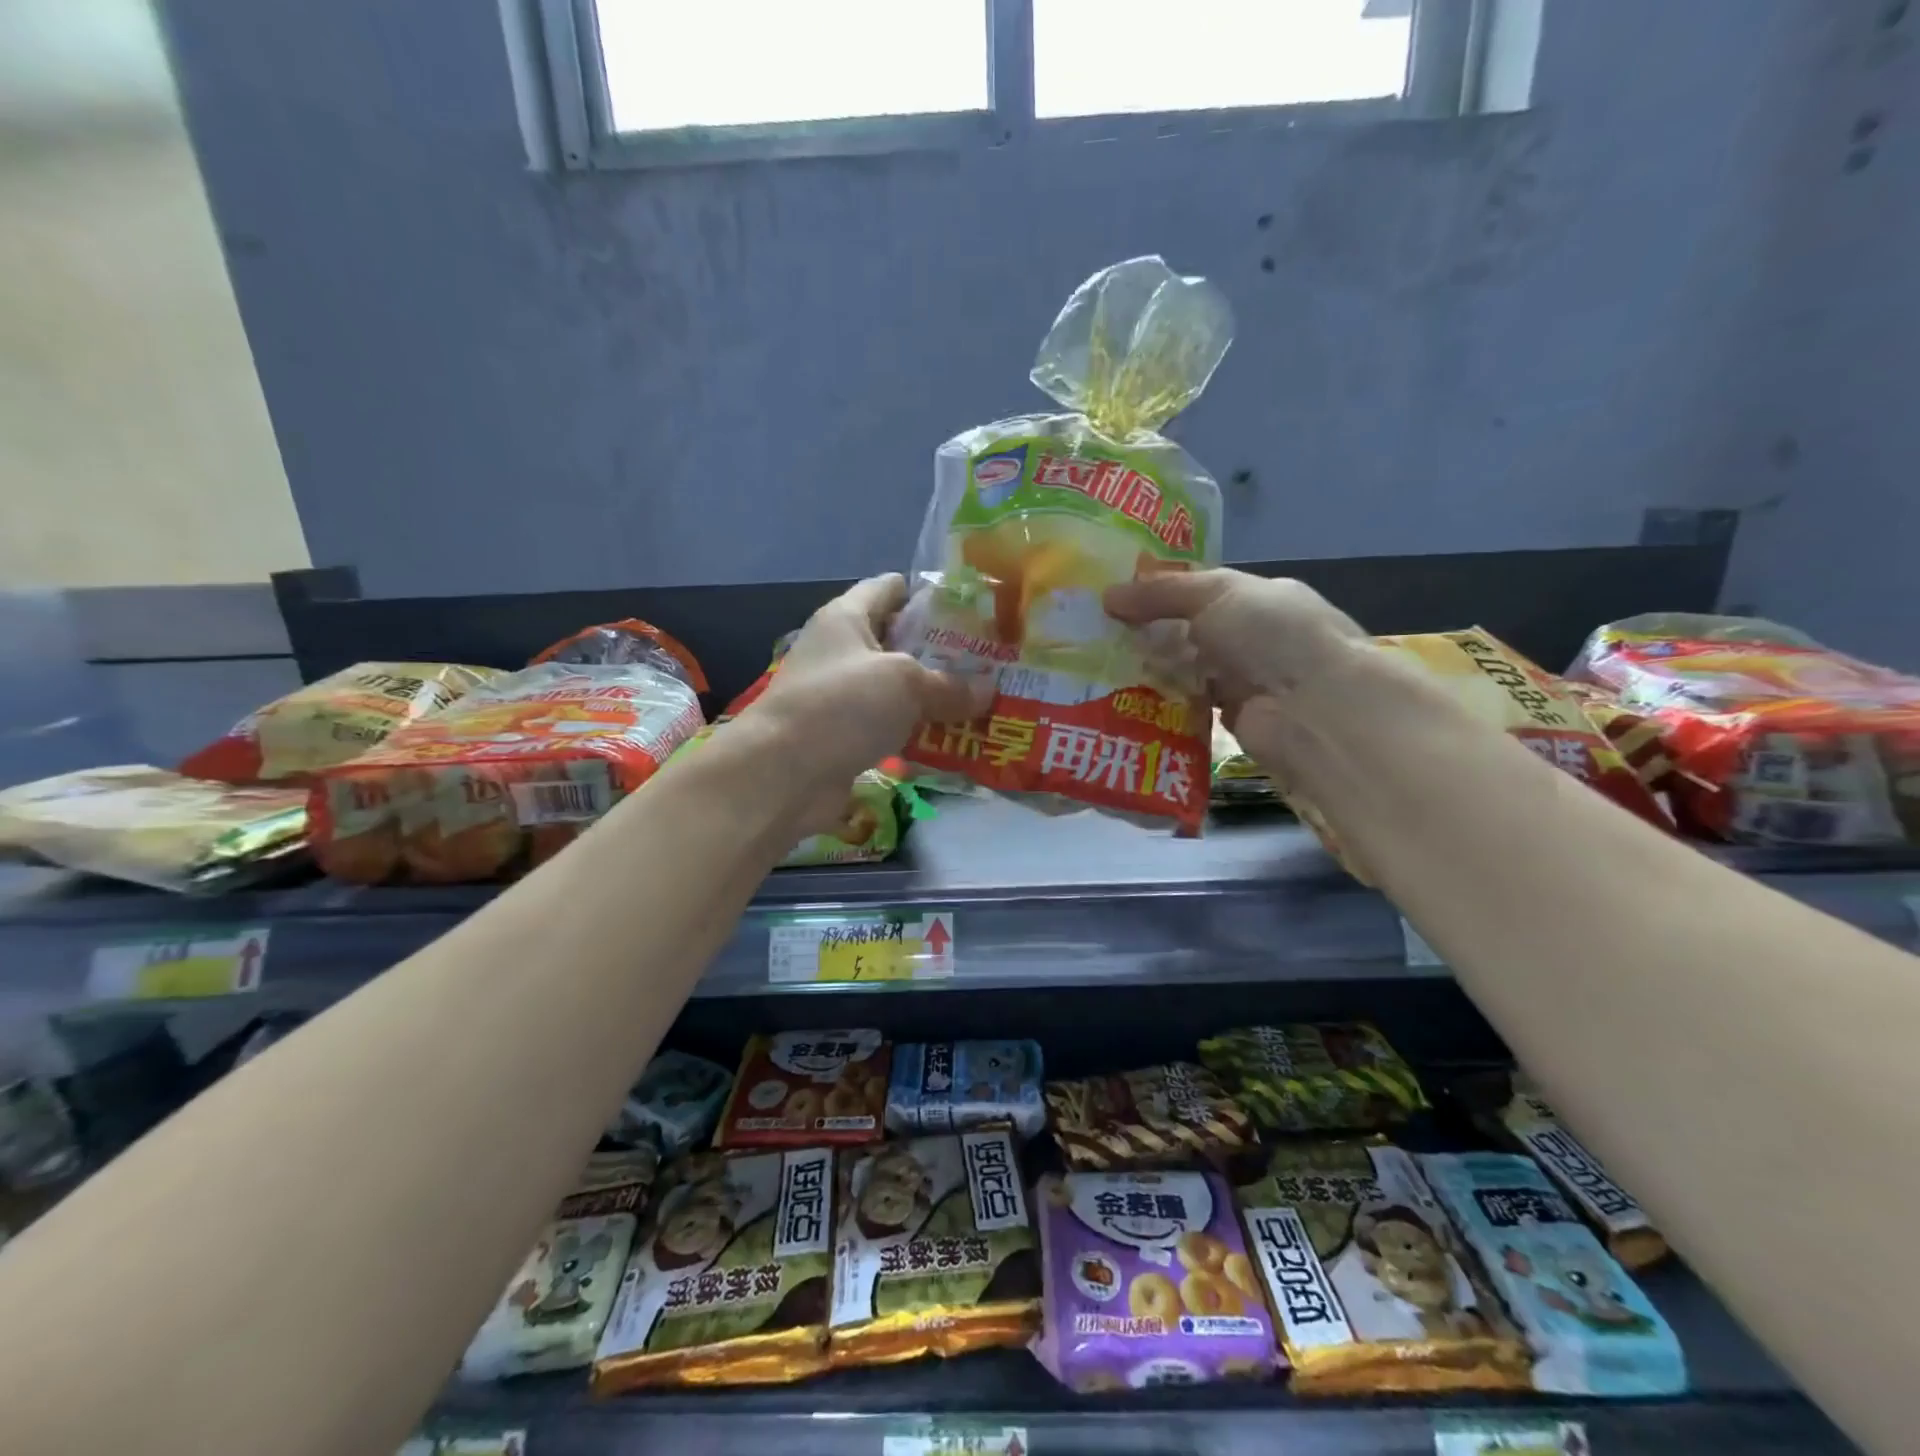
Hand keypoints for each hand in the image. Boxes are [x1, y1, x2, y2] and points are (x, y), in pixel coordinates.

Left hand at [751, 574, 991, 822]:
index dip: (929, 594)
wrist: (783, 774)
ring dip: (932, 697)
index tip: (972, 609)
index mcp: (846, 617)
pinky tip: (953, 739)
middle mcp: (840, 651)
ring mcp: (840, 697)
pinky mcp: (843, 737)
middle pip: (897, 641)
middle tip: (988, 661)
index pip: (889, 588)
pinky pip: (889, 727)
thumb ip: (950, 684)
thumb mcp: (905, 683)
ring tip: (981, 701)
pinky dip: (916, 733)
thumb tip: (989, 691)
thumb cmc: (842, 706)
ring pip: (895, 689)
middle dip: (940, 651)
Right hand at [1103, 568, 1367, 767]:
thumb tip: (1108, 594)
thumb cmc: (1270, 635)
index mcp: (1260, 598)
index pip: (1201, 591)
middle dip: (1147, 633)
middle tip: (1094, 636)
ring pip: (1185, 670)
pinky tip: (1123, 700)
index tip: (1112, 600)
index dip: (1159, 593)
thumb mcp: (1216, 595)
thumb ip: (1162, 592)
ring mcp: (1243, 681)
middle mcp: (1253, 638)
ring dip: (1150, 670)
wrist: (1313, 711)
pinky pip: (1187, 706)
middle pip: (1189, 632)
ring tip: (1097, 668)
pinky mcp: (1229, 720)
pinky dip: (1161, 702)